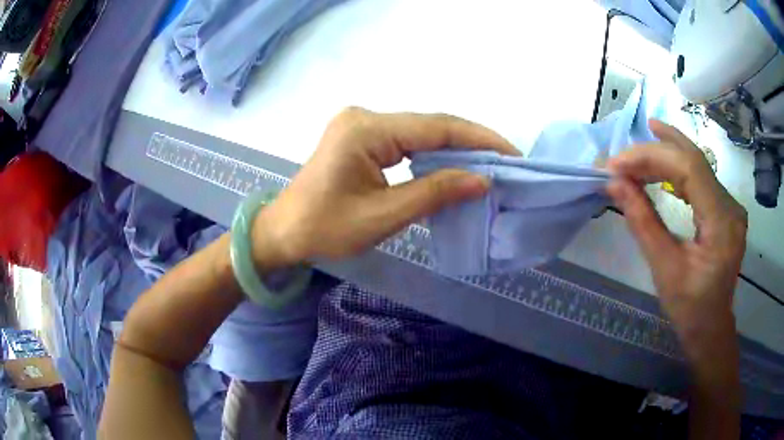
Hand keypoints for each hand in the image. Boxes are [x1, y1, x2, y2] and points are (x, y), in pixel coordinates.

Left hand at [253, 107, 517, 266]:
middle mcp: (365, 116)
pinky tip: (455, 165)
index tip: (511, 153)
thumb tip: (483, 180)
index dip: (478, 139)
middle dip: (471, 142)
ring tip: (490, 163)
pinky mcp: (361, 136)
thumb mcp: (383, 215)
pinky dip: (433, 153)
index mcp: (366, 130)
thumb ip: (434, 193)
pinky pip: (407, 141)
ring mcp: (362, 124)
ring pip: (421, 132)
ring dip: (455, 148)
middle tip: (507, 160)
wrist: (284, 231)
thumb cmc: (325, 229)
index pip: (436, 127)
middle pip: (430, 125)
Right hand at [606, 120, 746, 357]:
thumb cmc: (689, 308)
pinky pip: (699, 177)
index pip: (688, 168)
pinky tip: (660, 165)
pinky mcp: (724, 208)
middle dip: (654, 150)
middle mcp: (730, 205)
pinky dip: (675, 168)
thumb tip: (614, 184)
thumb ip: (642, 221)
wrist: (711, 327)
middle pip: (693, 159)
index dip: (651, 157)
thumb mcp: (664, 269)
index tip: (616, 164)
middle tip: (620, 157)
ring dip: (663, 155)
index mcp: (721, 223)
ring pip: (696, 163)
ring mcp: (730, 204)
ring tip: (633, 156)